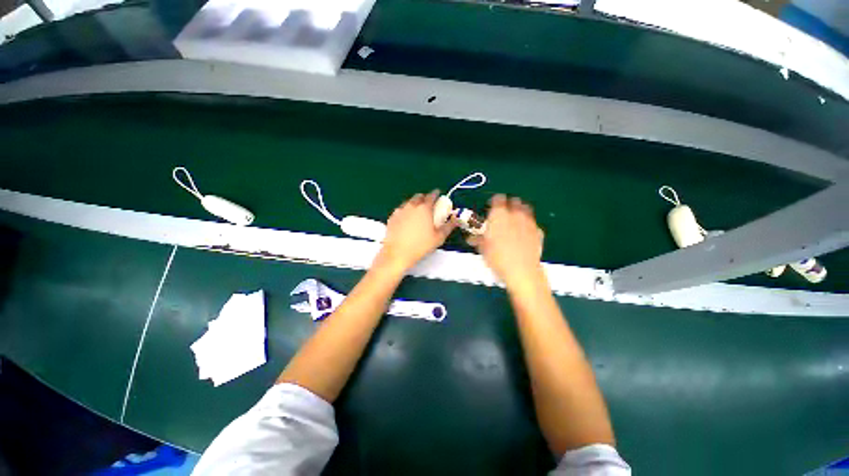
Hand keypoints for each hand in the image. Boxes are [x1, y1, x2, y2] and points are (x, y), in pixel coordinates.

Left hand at [378, 191, 456, 270]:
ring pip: (408, 202)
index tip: (438, 194)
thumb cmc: (421, 245)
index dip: (436, 194)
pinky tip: (406, 219)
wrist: (397, 253)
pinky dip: (405, 211)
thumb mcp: (439, 237)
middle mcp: (411, 206)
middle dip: (425, 197)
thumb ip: (448, 226)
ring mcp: (400, 210)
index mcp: (424, 208)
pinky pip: (400, 210)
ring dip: (414, 203)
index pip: (431, 196)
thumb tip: (456, 220)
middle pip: (419, 196)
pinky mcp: (392, 217)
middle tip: (428, 204)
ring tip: (417, 211)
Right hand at [468, 194, 545, 289]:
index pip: (498, 199)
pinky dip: (528, 226)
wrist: (521, 270)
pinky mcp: (538, 232)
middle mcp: (515, 214)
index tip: (491, 207)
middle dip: (508, 205)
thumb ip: (477, 239)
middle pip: (514, 201)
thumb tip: (471, 238)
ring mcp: (529, 222)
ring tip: (514, 222)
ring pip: (525, 209)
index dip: (494, 202)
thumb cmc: (498, 258)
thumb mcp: (483, 248)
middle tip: (503, 215)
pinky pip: (533, 224)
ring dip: (519, 212)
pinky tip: (524, 235)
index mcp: (499, 214)